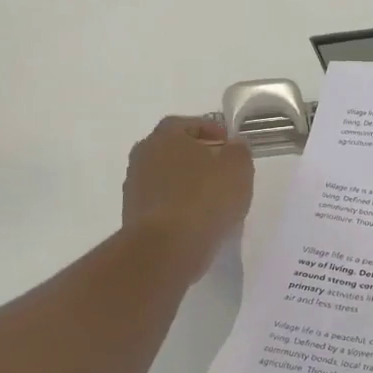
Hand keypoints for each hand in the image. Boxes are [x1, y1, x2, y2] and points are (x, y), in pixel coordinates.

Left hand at [121, 116, 255, 280]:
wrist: (165, 248)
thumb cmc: (204, 198)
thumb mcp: (237, 168)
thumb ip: (239, 151)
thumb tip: (234, 145)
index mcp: (165, 136)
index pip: (188, 124)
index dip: (211, 130)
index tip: (229, 144)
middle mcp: (144, 155)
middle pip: (174, 150)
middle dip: (198, 157)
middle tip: (222, 169)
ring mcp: (135, 187)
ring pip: (167, 177)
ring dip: (187, 183)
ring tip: (213, 198)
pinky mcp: (134, 215)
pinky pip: (162, 202)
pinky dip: (178, 205)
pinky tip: (197, 218)